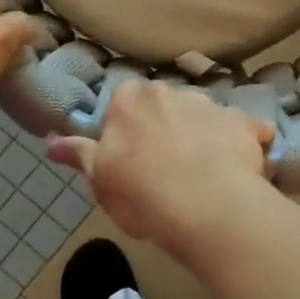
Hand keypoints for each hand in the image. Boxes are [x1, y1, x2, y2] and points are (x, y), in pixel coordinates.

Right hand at [46, 79, 274, 259]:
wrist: (208, 208)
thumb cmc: (142, 195)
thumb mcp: (101, 181)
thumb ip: (80, 155)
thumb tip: (51, 142)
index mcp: (131, 100)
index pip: (123, 103)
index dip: (127, 130)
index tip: (131, 157)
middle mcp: (172, 91)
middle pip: (166, 106)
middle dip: (167, 128)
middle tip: (166, 168)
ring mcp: (214, 105)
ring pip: (204, 117)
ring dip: (203, 137)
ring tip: (205, 176)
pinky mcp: (248, 123)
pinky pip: (246, 130)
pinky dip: (244, 145)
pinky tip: (241, 172)